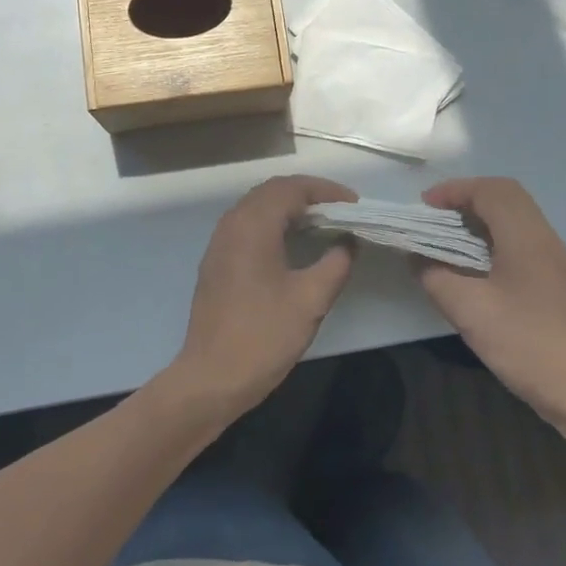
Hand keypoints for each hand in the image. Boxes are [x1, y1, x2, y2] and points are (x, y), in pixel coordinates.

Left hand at [167, 176, 358, 417]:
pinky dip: (273, 223)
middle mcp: (232, 224)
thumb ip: (336, 263)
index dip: (325, 190)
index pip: (291, 188)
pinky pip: (247, 226)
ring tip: (322, 223)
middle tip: (341, 210)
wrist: (211, 377)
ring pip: (257, 207)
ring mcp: (219, 243)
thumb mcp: (311, 300)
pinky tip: (293, 244)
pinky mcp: (216, 262)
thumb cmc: (263, 336)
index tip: (354, 204)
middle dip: (308, 194)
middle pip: (272, 191)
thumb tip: (349, 242)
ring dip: (289, 208)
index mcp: (253, 225)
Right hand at [416, 177, 565, 431]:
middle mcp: (543, 237)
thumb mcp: (468, 310)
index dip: (454, 190)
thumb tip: (415, 256)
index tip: (423, 207)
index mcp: (525, 236)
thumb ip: (434, 276)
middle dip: (467, 196)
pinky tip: (474, 262)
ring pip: (515, 215)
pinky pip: (521, 237)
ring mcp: (553, 258)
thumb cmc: (524, 343)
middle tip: (435, 216)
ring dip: (481, 215)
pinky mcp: (554, 278)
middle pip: (506, 194)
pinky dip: (493, 234)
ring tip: (448, 235)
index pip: (490, 190)